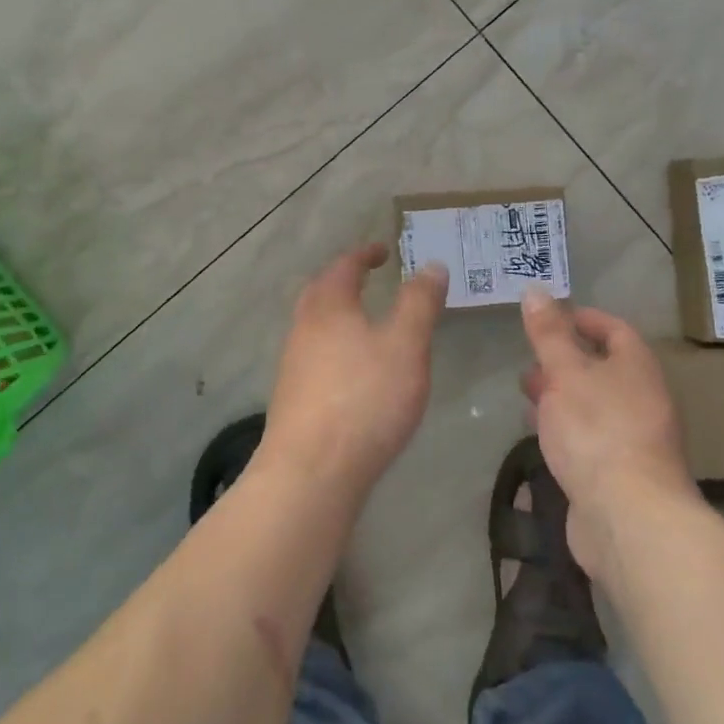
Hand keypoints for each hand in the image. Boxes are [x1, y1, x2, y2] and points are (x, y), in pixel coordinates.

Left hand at [260, 243, 448, 494]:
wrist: (311, 472)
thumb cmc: (365, 398)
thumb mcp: (406, 345)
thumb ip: (419, 303)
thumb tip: (431, 265)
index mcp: (329, 307)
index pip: (344, 266)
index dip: (364, 254)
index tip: (382, 250)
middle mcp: (303, 329)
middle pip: (320, 293)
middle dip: (344, 281)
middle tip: (367, 279)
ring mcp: (293, 366)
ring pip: (315, 327)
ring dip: (338, 316)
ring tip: (366, 325)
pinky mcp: (293, 400)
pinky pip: (315, 357)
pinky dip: (335, 348)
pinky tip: (353, 372)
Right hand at [519, 289, 695, 578]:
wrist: (629, 518)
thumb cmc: (597, 431)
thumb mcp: (565, 372)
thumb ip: (549, 334)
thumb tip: (536, 291)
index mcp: (637, 368)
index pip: (615, 330)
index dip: (584, 318)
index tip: (553, 315)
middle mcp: (642, 399)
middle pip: (604, 368)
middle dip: (566, 359)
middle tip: (531, 357)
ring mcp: (634, 440)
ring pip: (594, 405)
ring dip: (562, 395)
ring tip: (526, 394)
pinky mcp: (620, 474)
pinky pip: (590, 438)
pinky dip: (566, 428)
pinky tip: (541, 435)